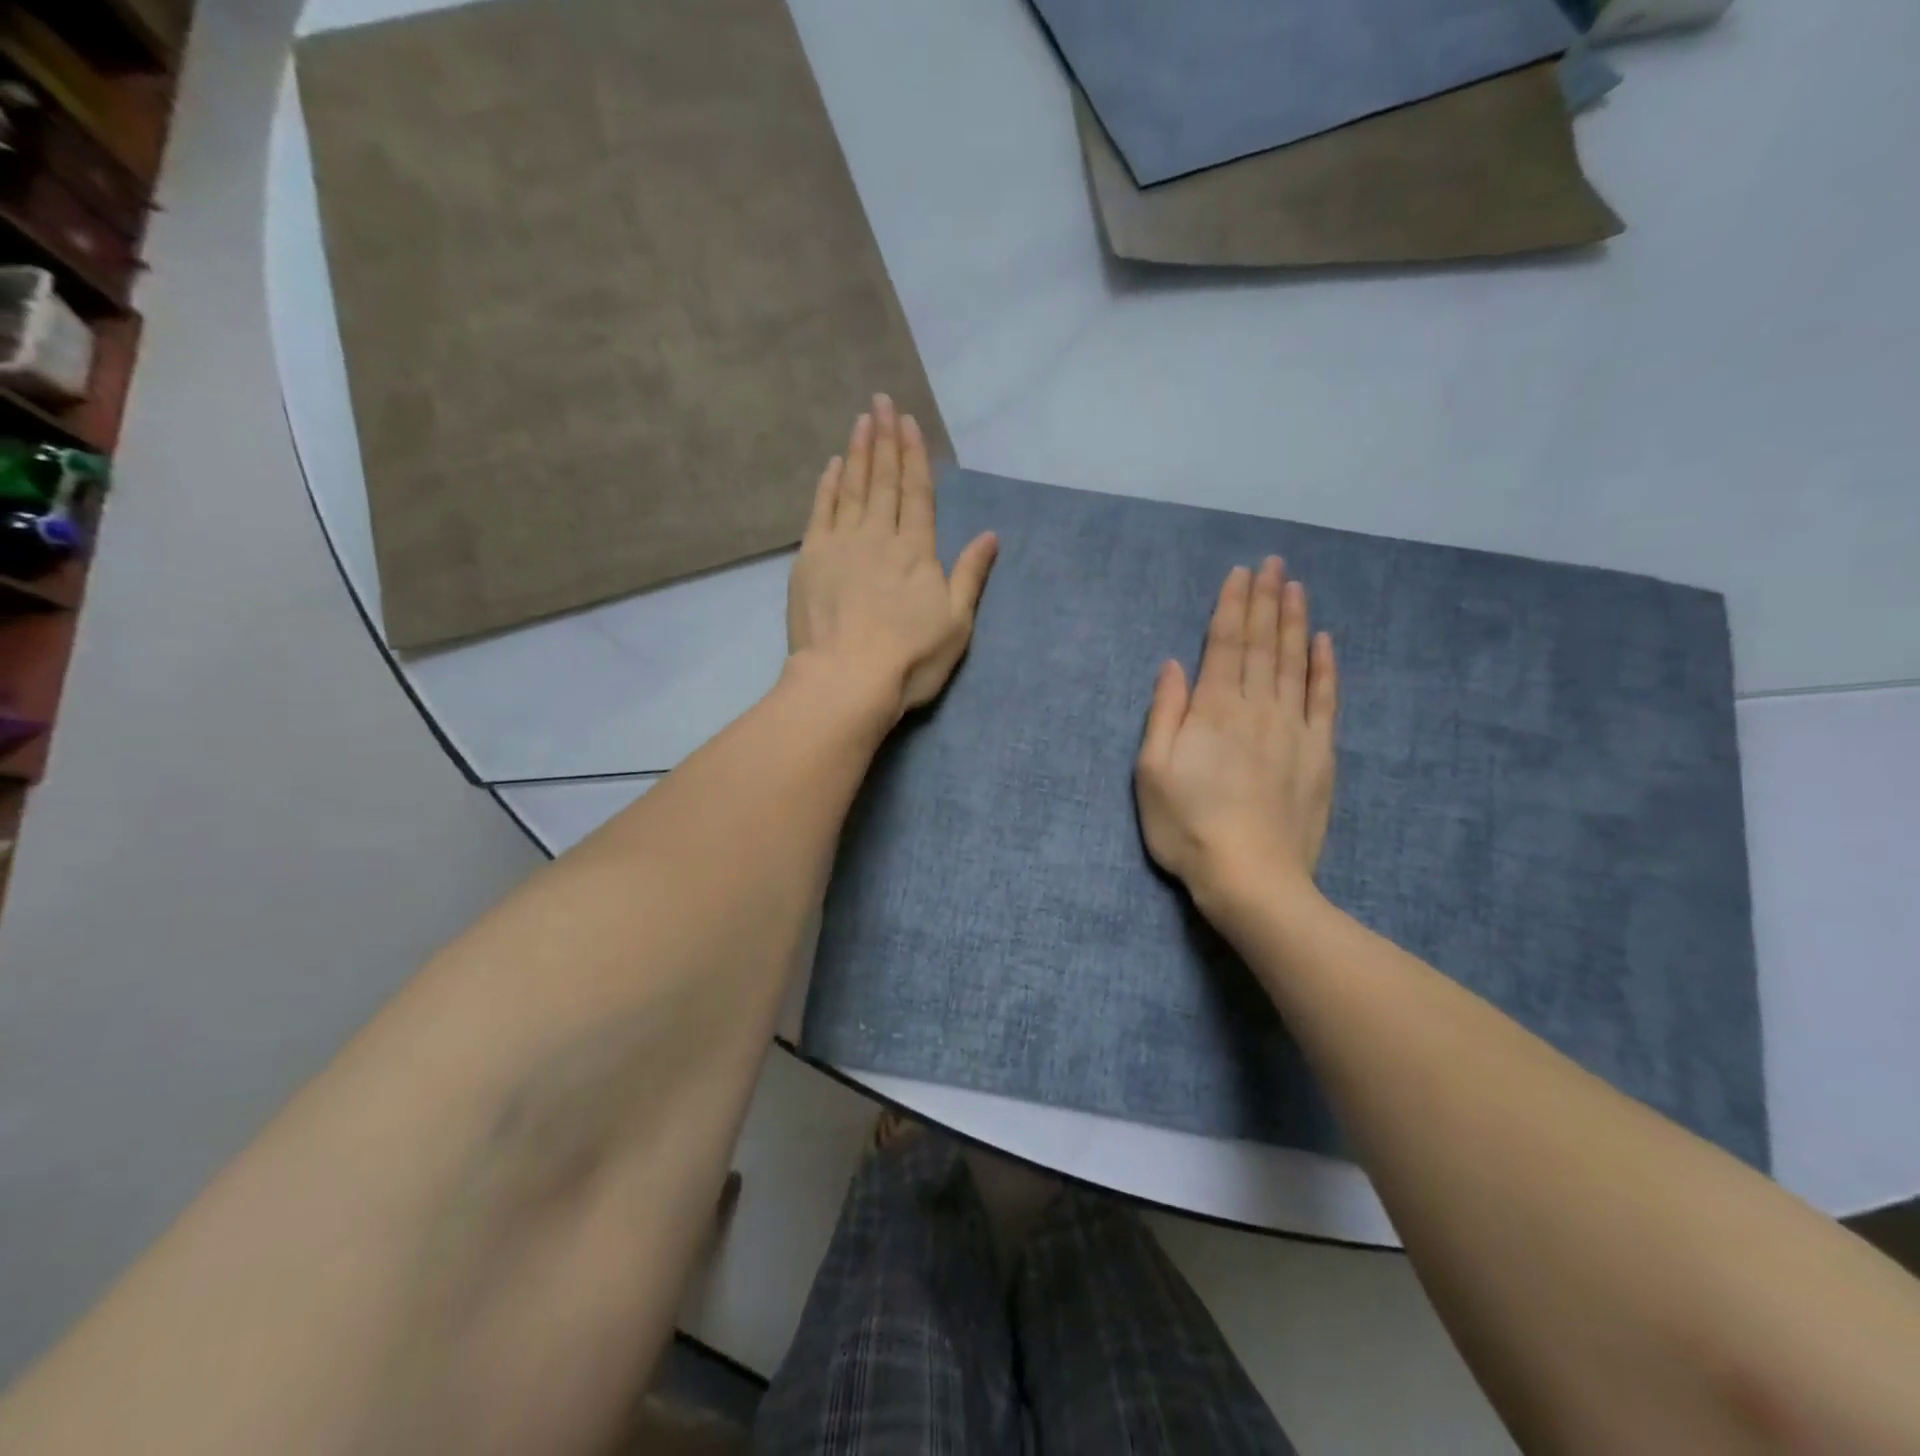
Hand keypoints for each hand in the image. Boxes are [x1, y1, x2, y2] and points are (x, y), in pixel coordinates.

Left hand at [786, 395, 997, 720]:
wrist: (847, 679)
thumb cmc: (910, 658)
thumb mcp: (956, 622)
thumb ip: (969, 575)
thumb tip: (990, 535)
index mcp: (917, 550)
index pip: (917, 492)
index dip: (913, 454)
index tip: (907, 421)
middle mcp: (879, 536)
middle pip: (883, 480)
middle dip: (884, 439)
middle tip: (880, 401)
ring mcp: (841, 545)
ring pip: (852, 488)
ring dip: (858, 453)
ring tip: (860, 421)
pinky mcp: (810, 559)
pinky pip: (821, 512)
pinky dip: (828, 487)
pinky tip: (832, 466)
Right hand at [1135, 557, 1337, 907]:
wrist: (1251, 877)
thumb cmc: (1187, 827)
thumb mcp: (1151, 772)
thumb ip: (1164, 714)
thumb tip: (1173, 666)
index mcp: (1213, 710)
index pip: (1224, 644)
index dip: (1232, 606)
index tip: (1240, 573)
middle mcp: (1256, 708)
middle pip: (1262, 644)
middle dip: (1266, 600)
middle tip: (1273, 563)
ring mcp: (1293, 730)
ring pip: (1295, 663)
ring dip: (1295, 622)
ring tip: (1296, 587)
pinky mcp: (1319, 754)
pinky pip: (1325, 701)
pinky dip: (1325, 668)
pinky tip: (1325, 643)